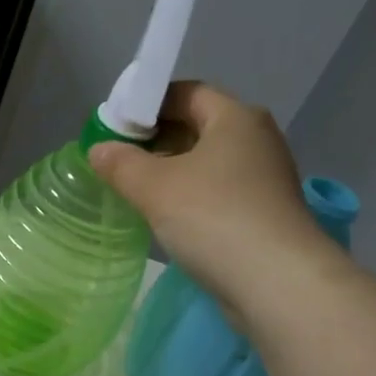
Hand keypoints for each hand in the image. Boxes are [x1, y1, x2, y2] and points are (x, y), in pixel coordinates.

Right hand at [89, 82, 332, 315]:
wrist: (276, 282)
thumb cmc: (214, 218)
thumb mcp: (155, 187)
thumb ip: (122, 164)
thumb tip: (99, 149)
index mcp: (236, 118)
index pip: (186, 93)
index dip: (148, 104)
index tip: (116, 127)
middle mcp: (256, 140)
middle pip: (198, 127)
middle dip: (157, 140)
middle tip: (119, 160)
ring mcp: (265, 179)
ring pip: (208, 164)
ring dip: (172, 172)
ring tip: (135, 191)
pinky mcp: (264, 214)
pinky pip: (219, 194)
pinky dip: (191, 198)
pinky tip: (167, 219)